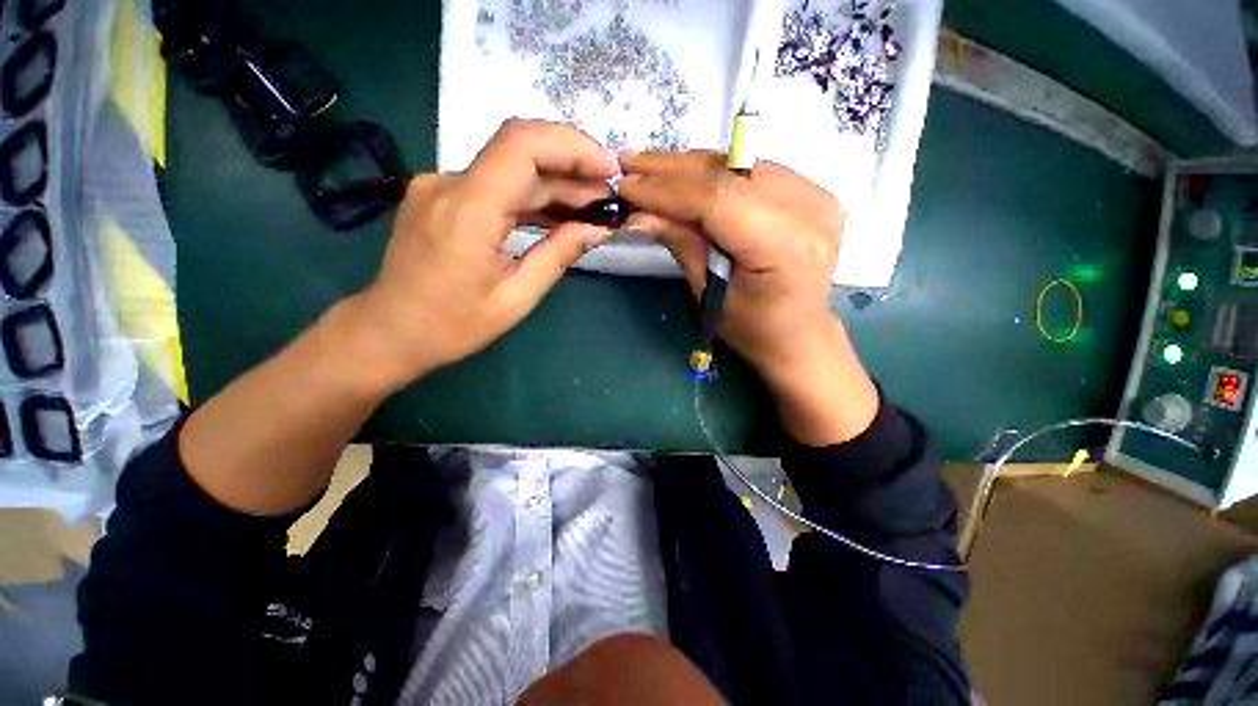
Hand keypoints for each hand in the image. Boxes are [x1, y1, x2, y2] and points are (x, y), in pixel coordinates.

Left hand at [350, 120, 618, 390]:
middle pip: (520, 150)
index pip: (523, 145)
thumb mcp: (516, 298)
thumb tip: (597, 228)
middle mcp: (449, 184)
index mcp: (468, 211)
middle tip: (608, 194)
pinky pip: (496, 184)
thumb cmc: (452, 326)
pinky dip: (532, 195)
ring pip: (510, 168)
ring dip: (556, 182)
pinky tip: (559, 212)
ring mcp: (442, 186)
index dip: (573, 146)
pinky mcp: (442, 196)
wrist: (389, 331)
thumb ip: (558, 255)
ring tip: (592, 205)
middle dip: (572, 166)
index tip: (608, 169)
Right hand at [618, 152, 842, 379]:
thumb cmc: (751, 328)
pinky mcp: (811, 191)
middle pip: (730, 173)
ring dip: (689, 164)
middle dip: (672, 168)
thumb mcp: (709, 292)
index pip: (718, 199)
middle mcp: (810, 209)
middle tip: (629, 163)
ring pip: (739, 163)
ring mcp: (816, 195)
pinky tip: (683, 173)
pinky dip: (714, 171)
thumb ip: (680, 243)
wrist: (798, 332)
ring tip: (648, 165)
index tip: (626, 185)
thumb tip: (636, 213)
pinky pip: (752, 170)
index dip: (667, 189)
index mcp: (787, 246)